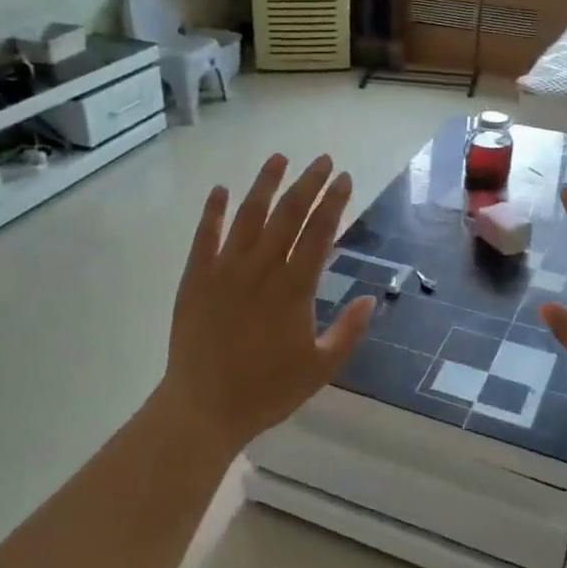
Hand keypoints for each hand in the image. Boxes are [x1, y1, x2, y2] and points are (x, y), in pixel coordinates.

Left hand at [152, 153, 375, 455]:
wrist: (204, 408)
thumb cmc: (267, 391)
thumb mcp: (320, 368)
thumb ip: (348, 332)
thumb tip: (371, 299)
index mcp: (294, 290)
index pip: (319, 234)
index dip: (334, 203)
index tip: (344, 178)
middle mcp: (261, 270)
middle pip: (288, 216)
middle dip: (308, 184)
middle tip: (322, 160)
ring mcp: (224, 270)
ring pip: (248, 216)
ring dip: (265, 185)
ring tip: (279, 159)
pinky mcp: (195, 278)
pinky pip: (205, 236)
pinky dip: (213, 211)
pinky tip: (221, 189)